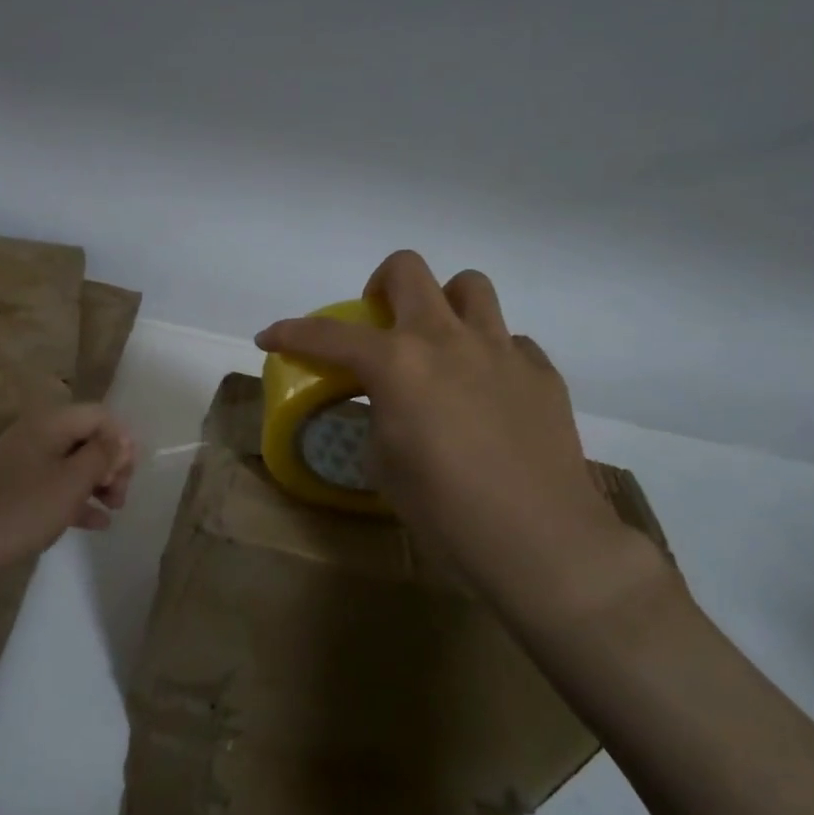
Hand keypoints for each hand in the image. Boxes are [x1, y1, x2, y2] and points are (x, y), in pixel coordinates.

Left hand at [0, 404, 135, 579]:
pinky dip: (75, 498)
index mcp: (48, 423)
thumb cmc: (21, 510)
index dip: (120, 440)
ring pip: (71, 463)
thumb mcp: (71, 483)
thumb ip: (102, 457)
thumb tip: (124, 439)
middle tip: (121, 495)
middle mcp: (35, 434)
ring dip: (97, 482)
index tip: (128, 473)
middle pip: (86, 438)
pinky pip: (53, 484)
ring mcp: (21, 463)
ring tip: (114, 510)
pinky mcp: (12, 489)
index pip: (98, 415)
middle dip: (110, 463)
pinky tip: (95, 524)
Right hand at [256, 251, 667, 629]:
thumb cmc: (448, 513)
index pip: (329, 335)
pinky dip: (489, 354)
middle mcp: (447, 339)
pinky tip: (488, 392)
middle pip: (408, 270)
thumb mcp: (386, 466)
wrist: (543, 544)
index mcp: (398, 364)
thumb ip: (380, 416)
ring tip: (439, 344)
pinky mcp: (541, 372)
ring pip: (469, 287)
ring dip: (444, 304)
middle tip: (377, 323)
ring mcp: (500, 349)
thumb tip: (392, 405)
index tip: (270, 337)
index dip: (290, 332)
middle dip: (379, 286)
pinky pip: (509, 340)